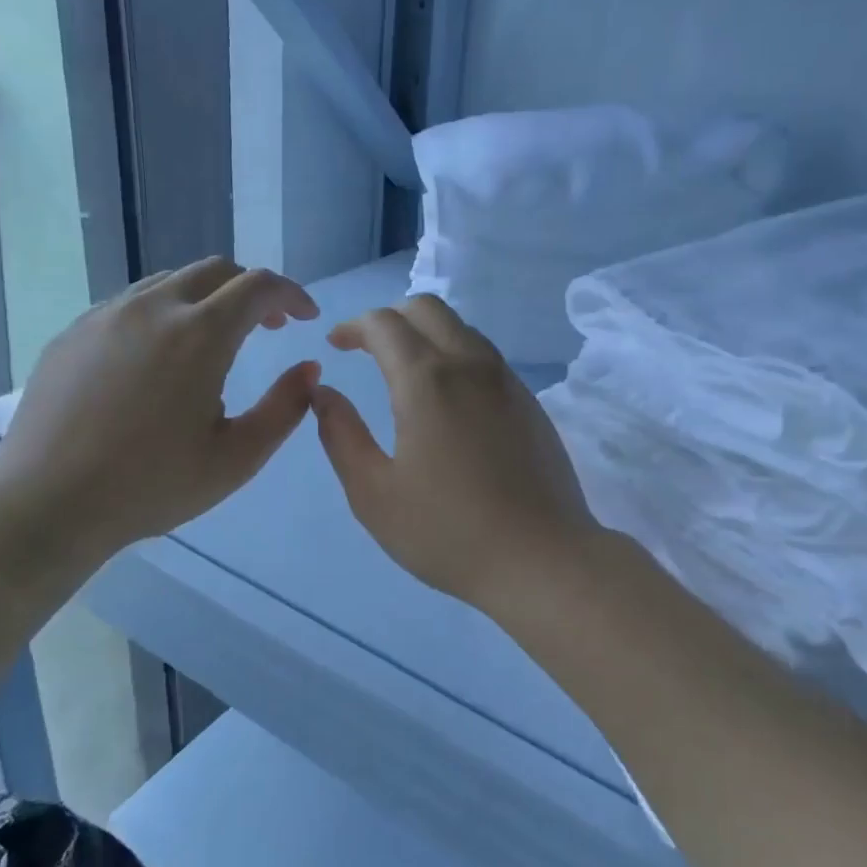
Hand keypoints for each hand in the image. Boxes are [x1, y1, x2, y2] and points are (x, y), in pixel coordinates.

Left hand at [0, 259, 319, 568]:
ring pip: (170, 282)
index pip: (259, 286)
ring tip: (215, 341)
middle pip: (216, 271)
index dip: (291, 295)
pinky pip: (130, 303)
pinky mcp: (73, 332)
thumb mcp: (237, 457)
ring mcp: (105, 315)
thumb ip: (284, 407)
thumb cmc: (151, 486)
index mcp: (200, 335)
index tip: (306, 318)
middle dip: (251, 290)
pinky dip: (164, 314)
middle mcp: (153, 309)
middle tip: (268, 327)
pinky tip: (159, 359)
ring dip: (207, 299)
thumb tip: (309, 368)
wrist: (46, 503)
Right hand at [312, 295, 604, 616]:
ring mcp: (508, 382)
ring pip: (463, 329)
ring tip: (405, 372)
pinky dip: (456, 356)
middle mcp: (471, 365)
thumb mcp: (374, 493)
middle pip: (429, 308)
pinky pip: (487, 358)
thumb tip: (324, 394)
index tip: (336, 344)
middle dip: (391, 317)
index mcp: (427, 380)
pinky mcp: (531, 404)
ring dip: (427, 334)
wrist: (542, 558)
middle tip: (367, 349)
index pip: (385, 323)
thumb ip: (341, 436)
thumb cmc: (448, 531)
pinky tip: (449, 401)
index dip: (353, 325)